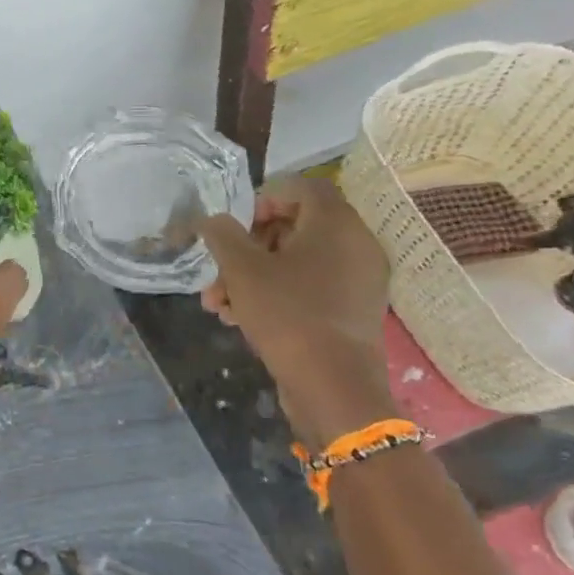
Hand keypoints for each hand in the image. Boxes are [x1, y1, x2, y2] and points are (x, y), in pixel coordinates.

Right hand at [199, 176, 393, 449]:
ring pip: (297, 262)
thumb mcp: (241, 269)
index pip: (302, 187)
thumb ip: (223, 235)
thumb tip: (214, 221)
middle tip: (219, 271)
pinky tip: (241, 319)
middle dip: (248, 248)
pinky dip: (277, 294)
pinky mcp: (353, 312)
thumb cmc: (287, 313)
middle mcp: (356, 244)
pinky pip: (311, 288)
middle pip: (295, 227)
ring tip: (219, 304)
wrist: (333, 387)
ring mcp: (359, 281)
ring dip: (254, 276)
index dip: (264, 198)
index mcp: (336, 224)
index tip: (237, 226)